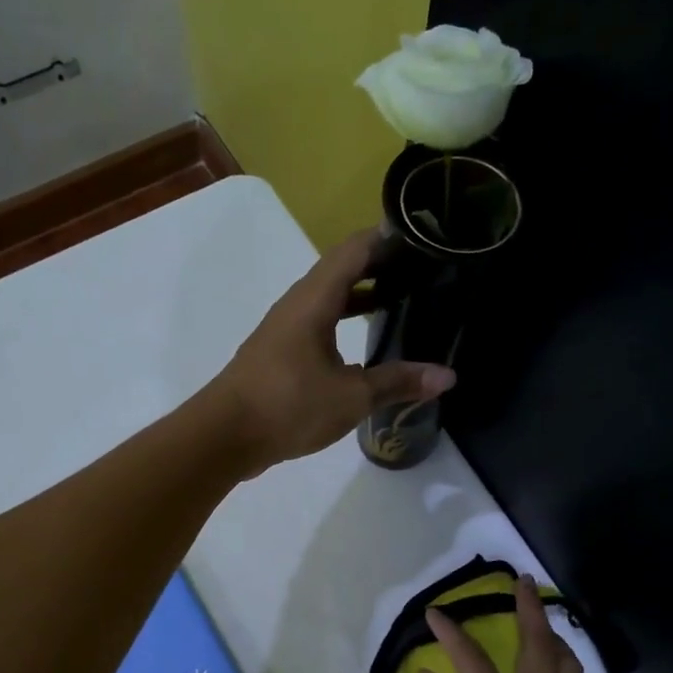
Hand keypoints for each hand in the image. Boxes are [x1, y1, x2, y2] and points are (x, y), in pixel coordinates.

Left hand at [206, 228, 455, 475]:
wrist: (224, 436)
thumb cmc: (288, 405)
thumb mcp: (351, 396)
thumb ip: (398, 382)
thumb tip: (447, 376)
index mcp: (314, 300)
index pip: (355, 249)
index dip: (388, 238)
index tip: (424, 237)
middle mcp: (298, 304)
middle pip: (342, 269)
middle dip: (381, 265)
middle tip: (423, 270)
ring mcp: (285, 328)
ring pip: (329, 298)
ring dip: (362, 294)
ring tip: (402, 300)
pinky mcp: (279, 353)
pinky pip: (318, 322)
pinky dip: (345, 321)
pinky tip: (364, 345)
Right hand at [420, 575, 615, 672]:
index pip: (473, 662)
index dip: (452, 634)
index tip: (437, 613)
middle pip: (539, 646)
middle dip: (529, 608)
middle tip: (522, 581)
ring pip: (569, 665)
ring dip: (554, 636)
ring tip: (542, 621)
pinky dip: (570, 669)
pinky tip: (562, 669)